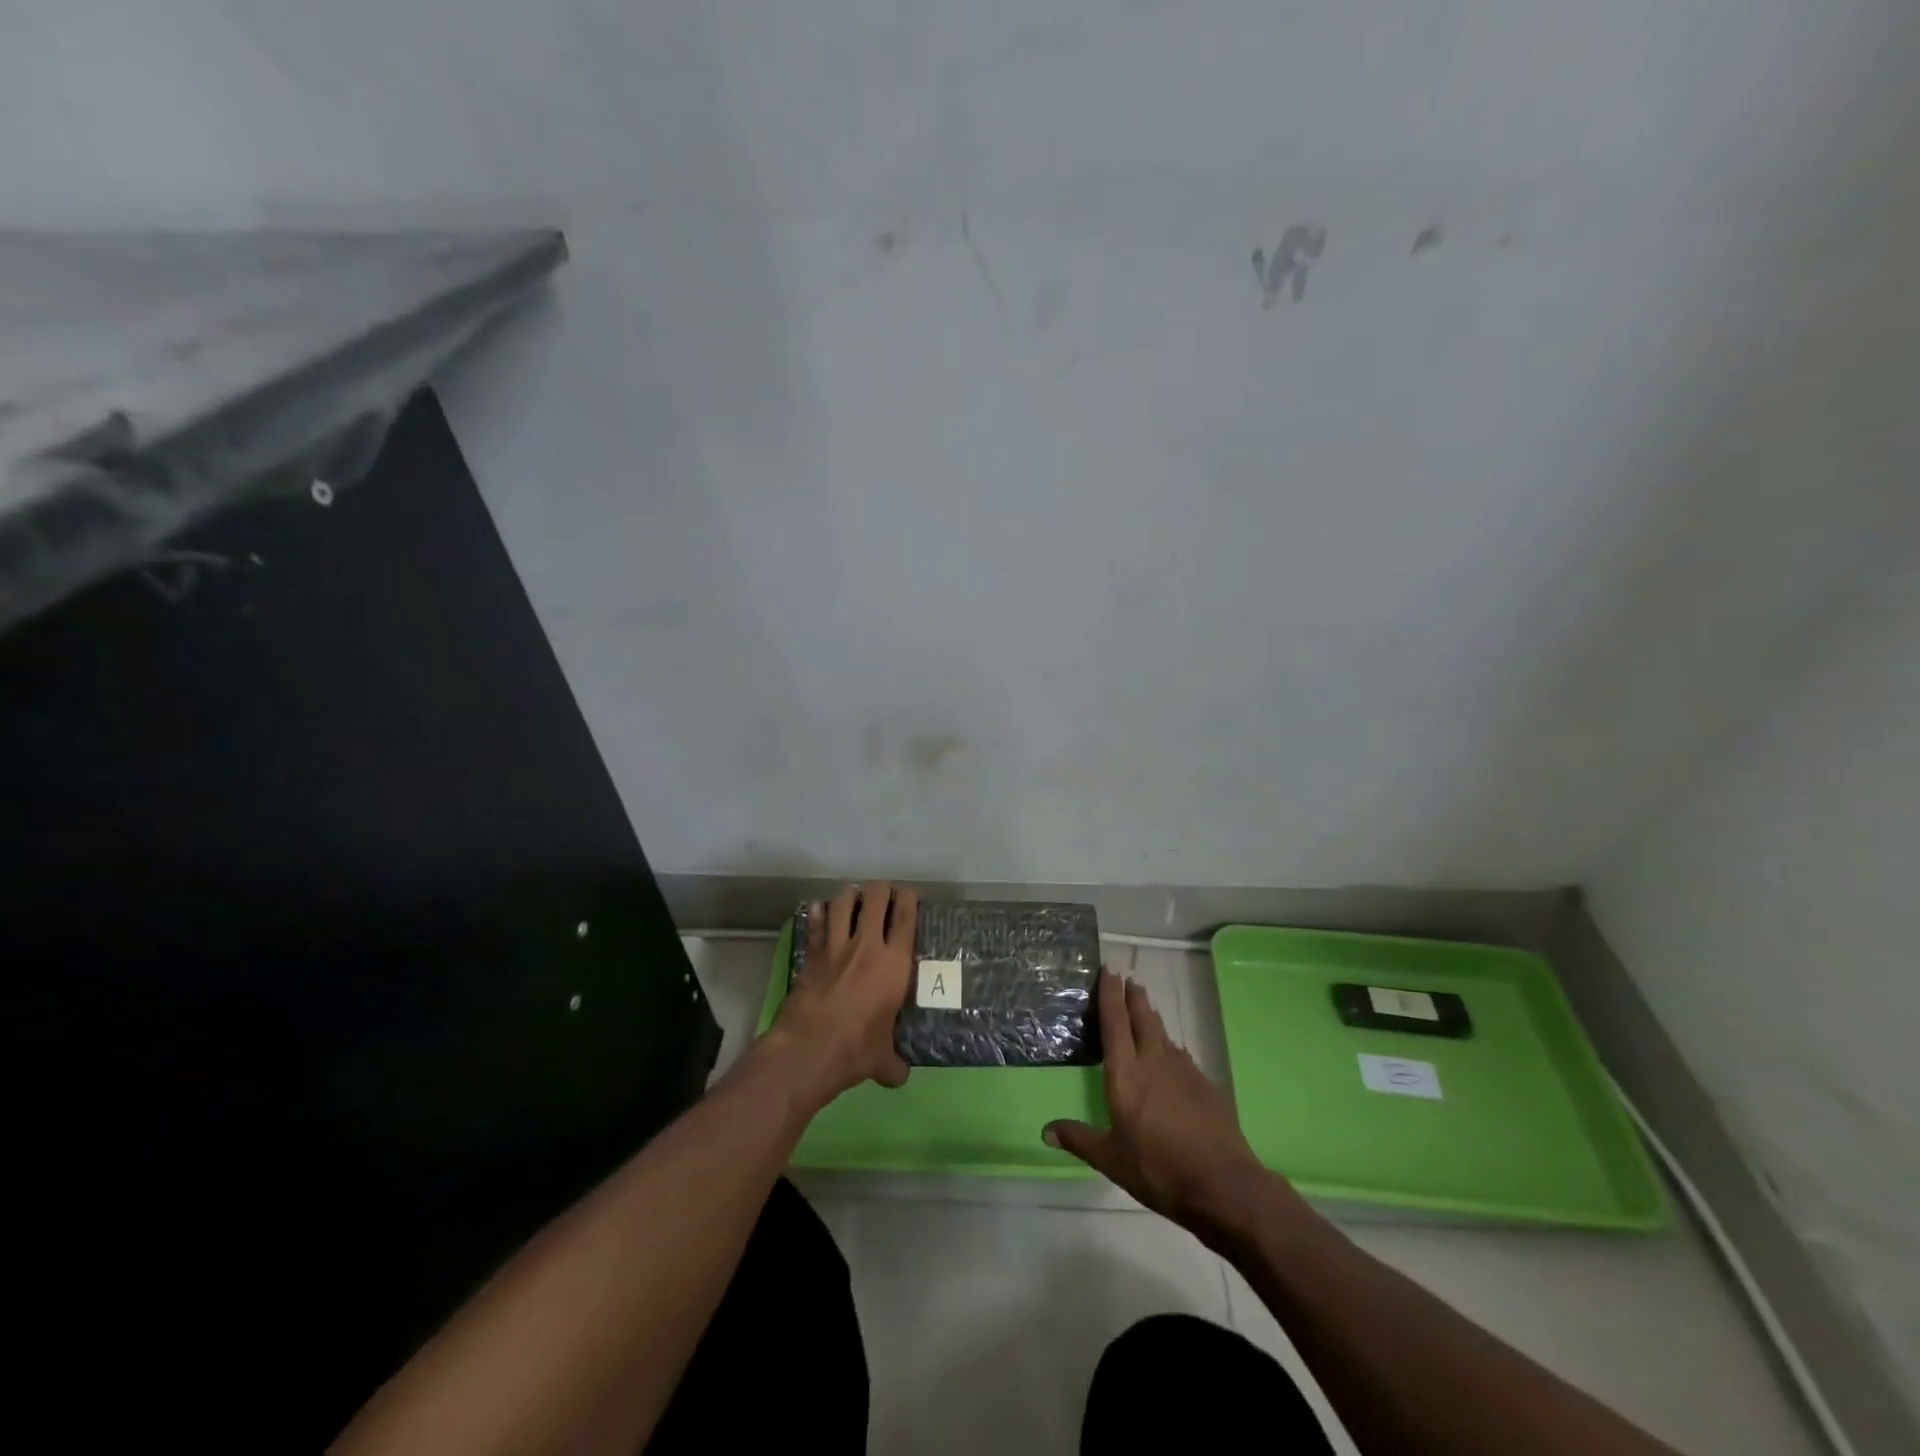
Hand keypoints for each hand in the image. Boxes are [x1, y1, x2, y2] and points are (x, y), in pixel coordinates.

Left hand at [759, 882, 918, 1112]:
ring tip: (854, 897)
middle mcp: (867, 946)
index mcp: (894, 964)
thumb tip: (899, 1076)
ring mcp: (835, 947)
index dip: (909, 899)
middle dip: (881, 890)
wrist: (807, 1050)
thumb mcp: (881, 1060)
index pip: (906, 918)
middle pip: (875, 898)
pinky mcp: (811, 954)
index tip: (909, 894)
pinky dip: (819, 912)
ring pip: (843, 902)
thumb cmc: (854, 1051)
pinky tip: (820, 909)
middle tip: (883, 895)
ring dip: (850, 895)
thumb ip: (893, 1063)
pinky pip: (816, 922)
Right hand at [1045, 969, 1284, 1243]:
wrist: (1223, 1183)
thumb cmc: (1158, 1169)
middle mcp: (1154, 1062)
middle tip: (1129, 979)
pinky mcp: (1205, 1086)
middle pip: (1143, 1019)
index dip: (1110, 995)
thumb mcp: (1112, 1159)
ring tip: (1145, 1009)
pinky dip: (1171, 1047)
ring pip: (1164, 1034)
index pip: (1115, 1024)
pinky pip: (1182, 1056)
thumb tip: (1046, 1130)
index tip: (1108, 970)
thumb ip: (1080, 1139)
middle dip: (1134, 997)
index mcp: (1126, 1074)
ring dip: (1152, 1018)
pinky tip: (1172, 1055)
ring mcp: (1184, 1072)